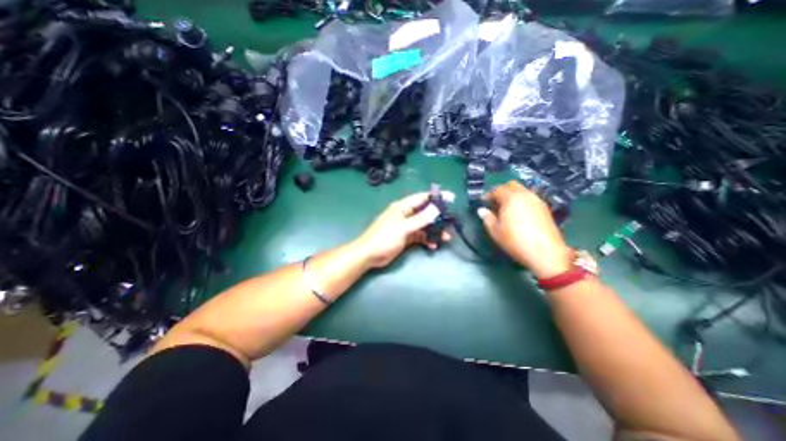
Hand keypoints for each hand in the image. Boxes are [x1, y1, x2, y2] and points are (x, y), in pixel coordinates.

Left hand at [354, 192, 451, 268]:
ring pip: (424, 226)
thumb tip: (436, 208)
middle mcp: (405, 215)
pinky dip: (427, 240)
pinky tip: (434, 245)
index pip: (421, 198)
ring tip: (446, 237)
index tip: (450, 198)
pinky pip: (420, 236)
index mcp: (402, 207)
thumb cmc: (384, 238)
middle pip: (425, 212)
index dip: (435, 198)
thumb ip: (420, 219)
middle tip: (451, 222)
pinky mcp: (406, 238)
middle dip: (438, 217)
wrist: (369, 255)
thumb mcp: (403, 227)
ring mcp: (406, 227)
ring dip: (434, 230)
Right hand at [478, 181, 571, 277]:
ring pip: (522, 190)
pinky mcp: (545, 208)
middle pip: (512, 185)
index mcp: (510, 198)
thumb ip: (487, 218)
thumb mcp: (495, 231)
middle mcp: (525, 194)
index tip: (483, 203)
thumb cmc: (515, 241)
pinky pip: (530, 197)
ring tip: (507, 209)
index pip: (497, 190)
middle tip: (495, 203)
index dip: (488, 195)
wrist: (545, 252)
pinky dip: (522, 200)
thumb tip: (482, 210)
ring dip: (513, 195)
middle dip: (502, 191)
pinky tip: (519, 213)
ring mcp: (537, 200)